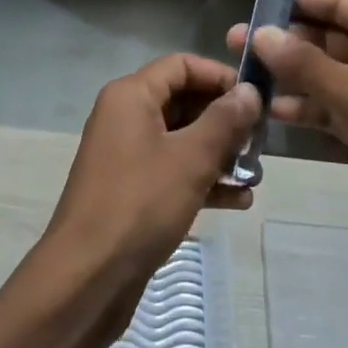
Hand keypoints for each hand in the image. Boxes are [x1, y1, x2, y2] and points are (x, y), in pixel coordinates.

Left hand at [36, 54, 258, 340]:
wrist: (85, 281)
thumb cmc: (139, 205)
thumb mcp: (190, 159)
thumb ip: (225, 121)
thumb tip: (250, 91)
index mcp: (131, 96)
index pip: (182, 65)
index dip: (221, 76)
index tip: (256, 98)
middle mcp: (126, 117)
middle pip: (184, 101)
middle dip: (224, 120)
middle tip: (261, 141)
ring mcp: (127, 156)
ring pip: (182, 140)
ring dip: (219, 153)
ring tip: (255, 174)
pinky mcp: (132, 191)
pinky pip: (174, 172)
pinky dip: (203, 180)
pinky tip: (239, 201)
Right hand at [229, 0, 347, 272]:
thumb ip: (306, 65)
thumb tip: (260, 33)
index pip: (338, 2)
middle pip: (326, 37)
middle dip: (285, 39)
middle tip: (236, 40)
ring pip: (323, 73)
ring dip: (288, 74)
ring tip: (242, 73)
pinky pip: (328, 107)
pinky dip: (302, 107)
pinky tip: (269, 110)